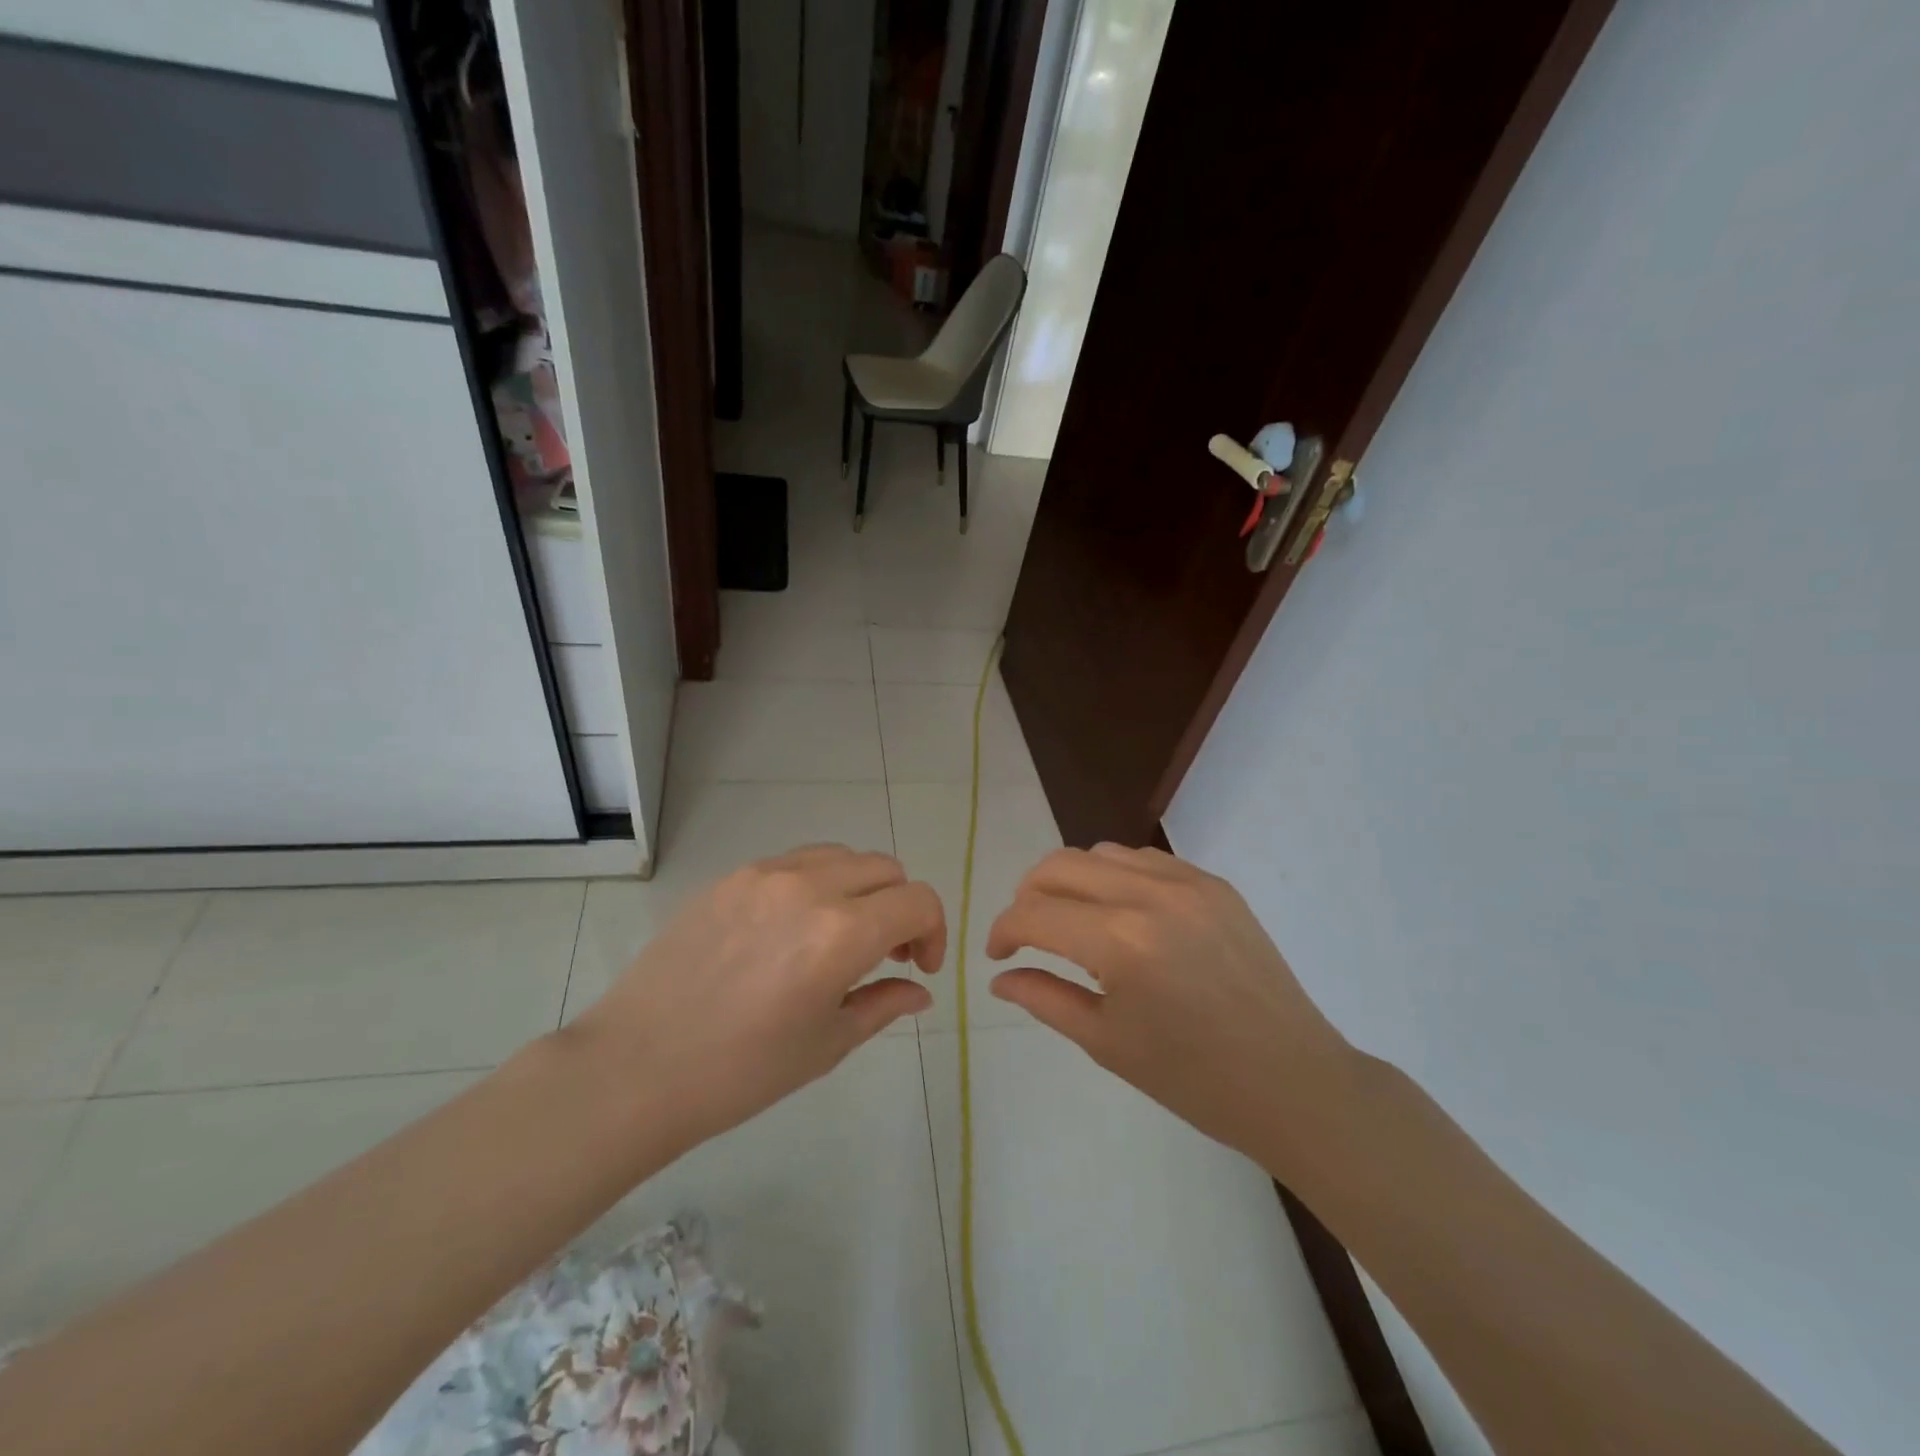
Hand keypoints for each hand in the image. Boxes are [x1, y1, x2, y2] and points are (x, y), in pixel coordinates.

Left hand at [570, 844, 945, 1152]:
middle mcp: (809, 886)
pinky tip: (794, 929)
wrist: (636, 1067)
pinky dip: (818, 883)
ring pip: (841, 856)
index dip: (935, 931)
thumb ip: (883, 1004)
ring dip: (861, 888)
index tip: (920, 967)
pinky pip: (795, 862)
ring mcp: (765, 874)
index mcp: (841, 932)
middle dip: (901, 907)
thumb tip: (919, 989)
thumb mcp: (826, 1045)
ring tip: (842, 934)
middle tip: (887, 953)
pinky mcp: (731, 877)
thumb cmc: (740, 1071)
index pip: (918, 901)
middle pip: (885, 869)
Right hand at [986, 844, 1351, 1169]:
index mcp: (1119, 942)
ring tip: (1072, 921)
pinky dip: (1115, 876)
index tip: (998, 956)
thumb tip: (1001, 977)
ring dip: (1071, 881)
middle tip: (1026, 934)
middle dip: (1028, 896)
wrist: (1293, 1082)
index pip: (1033, 914)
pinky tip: (1120, 913)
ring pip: (1100, 853)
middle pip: (1059, 866)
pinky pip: (1145, 860)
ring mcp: (1187, 882)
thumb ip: (1044, 998)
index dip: (1003, 931)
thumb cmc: (1194, 1079)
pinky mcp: (1215, 884)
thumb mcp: (1106, 1043)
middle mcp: (1149, 894)